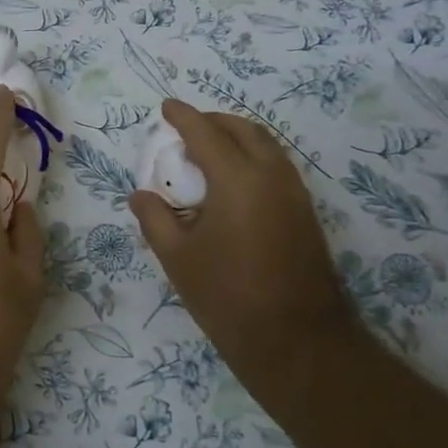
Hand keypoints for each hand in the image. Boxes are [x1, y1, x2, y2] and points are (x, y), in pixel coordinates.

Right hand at [129, 100, 355, 394]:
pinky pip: (276, 167)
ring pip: (267, 147)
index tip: (166, 106)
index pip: (206, 133)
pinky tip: (232, 183)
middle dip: (214, 121)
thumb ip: (155, 218)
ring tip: (208, 152)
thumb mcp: (177, 257)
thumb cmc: (228, 296)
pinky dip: (252, 158)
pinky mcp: (305, 214)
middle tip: (186, 128)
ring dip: (237, 138)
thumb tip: (141, 195)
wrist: (297, 340)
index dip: (183, 116)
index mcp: (237, 179)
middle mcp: (272, 176)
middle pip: (244, 130)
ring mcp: (295, 195)